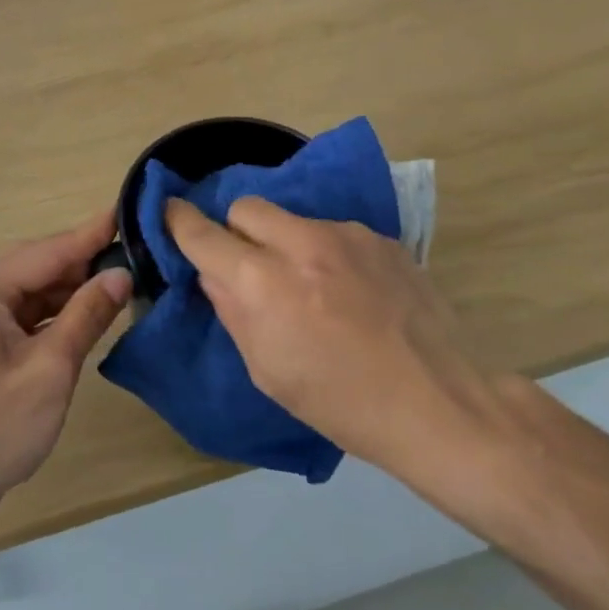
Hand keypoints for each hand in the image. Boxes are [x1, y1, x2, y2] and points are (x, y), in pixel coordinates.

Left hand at [0, 212, 131, 515]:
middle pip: (41, 266)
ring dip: (75, 290)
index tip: (129, 211)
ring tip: (124, 280)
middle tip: (137, 251)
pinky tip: (91, 313)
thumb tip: (122, 274)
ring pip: (37, 291)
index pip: (48, 251)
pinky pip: (30, 315)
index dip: (91, 234)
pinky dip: (60, 314)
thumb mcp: (50, 369)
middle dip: (86, 262)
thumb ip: (86, 315)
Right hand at [165, 196, 477, 472]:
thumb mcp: (268, 371)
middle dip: (237, 231)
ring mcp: (348, 235)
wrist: (438, 403)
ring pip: (294, 219)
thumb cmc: (341, 403)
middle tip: (252, 268)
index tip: (170, 213)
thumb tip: (214, 273)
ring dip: (286, 243)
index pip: (205, 234)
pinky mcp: (382, 238)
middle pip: (247, 207)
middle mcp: (303, 243)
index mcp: (266, 284)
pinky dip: (326, 252)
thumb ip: (233, 311)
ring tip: (313, 287)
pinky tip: (352, 290)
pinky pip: (334, 232)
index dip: (180, 221)